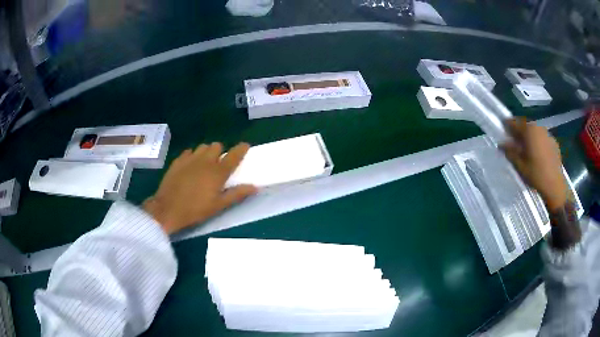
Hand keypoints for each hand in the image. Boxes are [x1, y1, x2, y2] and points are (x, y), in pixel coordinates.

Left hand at [143, 143, 256, 234]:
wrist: (167, 209)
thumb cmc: (195, 210)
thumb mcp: (218, 206)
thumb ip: (237, 194)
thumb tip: (255, 186)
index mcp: (217, 172)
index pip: (234, 155)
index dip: (241, 149)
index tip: (245, 146)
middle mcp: (205, 161)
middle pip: (217, 146)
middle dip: (220, 152)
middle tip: (219, 164)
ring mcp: (190, 159)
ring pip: (202, 147)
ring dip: (207, 153)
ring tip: (204, 164)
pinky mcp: (178, 161)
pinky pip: (189, 152)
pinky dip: (193, 156)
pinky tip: (190, 166)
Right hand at [501, 118, 566, 211]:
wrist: (554, 185)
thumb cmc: (535, 174)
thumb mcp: (519, 165)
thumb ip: (510, 152)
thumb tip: (501, 144)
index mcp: (528, 130)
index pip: (514, 122)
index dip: (507, 126)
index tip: (502, 130)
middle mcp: (538, 127)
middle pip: (525, 125)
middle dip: (519, 131)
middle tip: (514, 141)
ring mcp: (547, 134)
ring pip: (534, 131)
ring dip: (529, 136)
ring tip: (526, 148)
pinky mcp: (554, 142)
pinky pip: (542, 138)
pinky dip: (538, 142)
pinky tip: (537, 154)